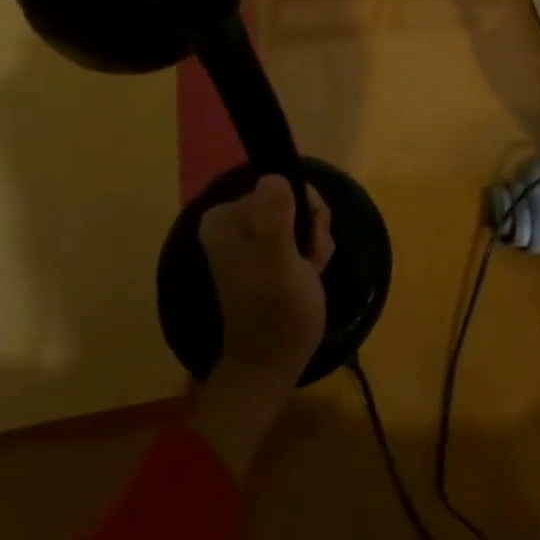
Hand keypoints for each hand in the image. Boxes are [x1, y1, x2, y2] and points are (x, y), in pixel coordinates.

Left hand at [200, 175, 333, 383]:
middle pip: (290, 197)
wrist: (272, 364)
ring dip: (314, 241)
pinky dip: (311, 252)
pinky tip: (310, 275)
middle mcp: (233, 220)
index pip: (278, 184)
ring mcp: (251, 237)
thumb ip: (274, 216)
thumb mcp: (278, 260)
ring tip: (309, 272)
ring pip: (300, 215)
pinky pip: (298, 232)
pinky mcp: (266, 253)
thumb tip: (274, 176)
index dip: (303, 209)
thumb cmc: (276, 313)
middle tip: (309, 260)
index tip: (305, 242)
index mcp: (226, 217)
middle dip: (310, 227)